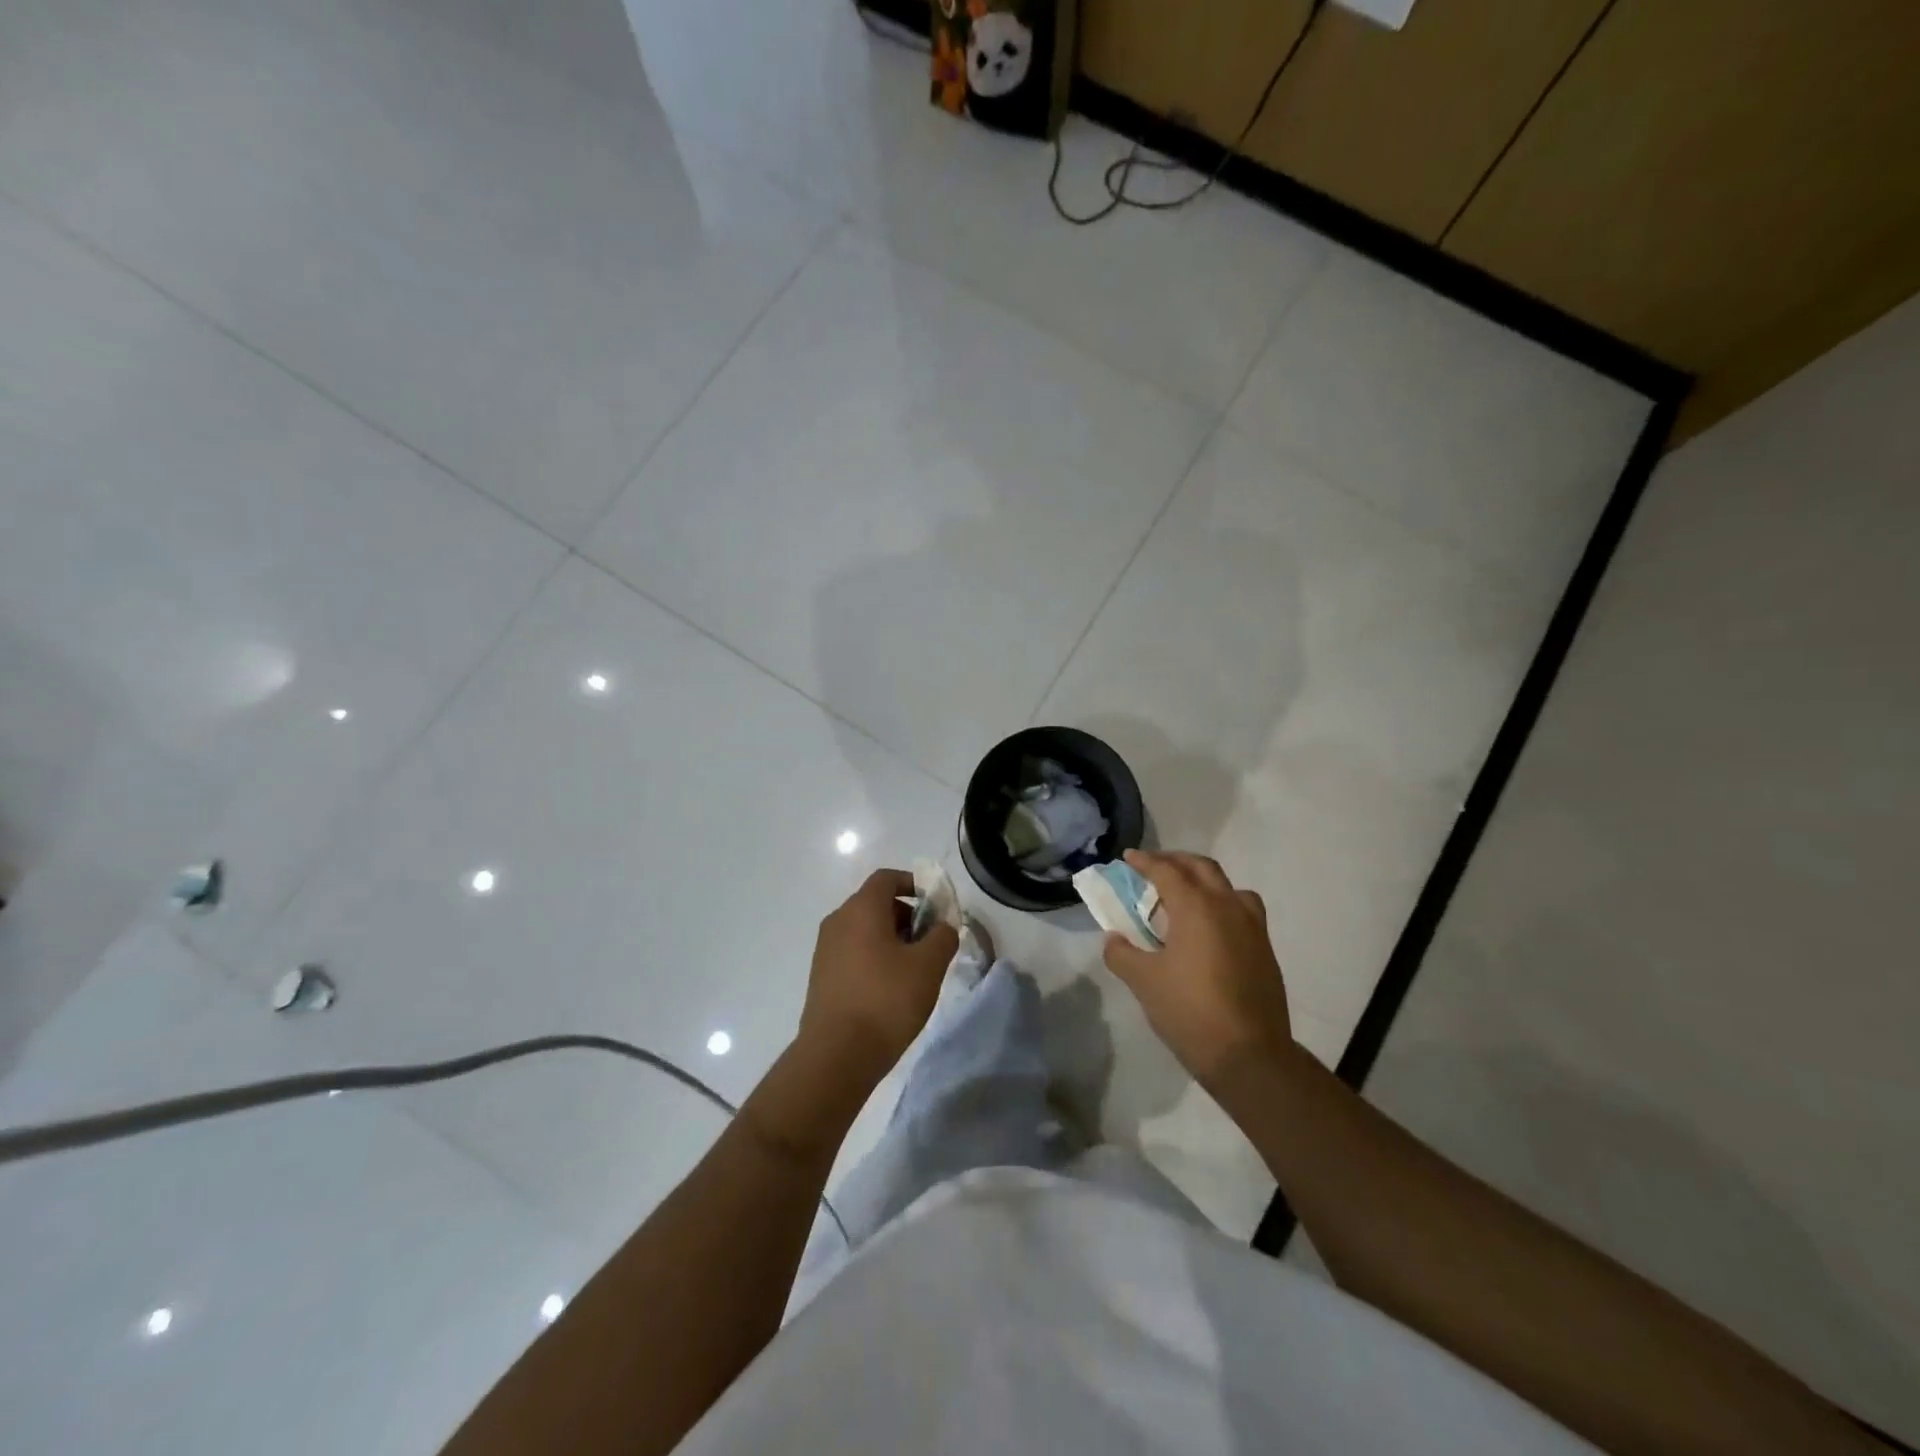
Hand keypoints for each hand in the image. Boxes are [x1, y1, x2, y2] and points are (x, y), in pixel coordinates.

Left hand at [799, 868, 958, 1078]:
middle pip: (875, 904)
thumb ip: (942, 937)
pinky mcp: (821, 977)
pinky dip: (874, 958)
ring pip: (864, 930)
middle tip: (930, 943)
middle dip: (906, 916)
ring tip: (914, 970)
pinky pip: (853, 953)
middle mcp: (838, 921)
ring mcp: (826, 950)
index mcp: (861, 909)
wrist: (836, 1055)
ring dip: (891, 939)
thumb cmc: (886, 999)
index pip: (886, 878)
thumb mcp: (928, 966)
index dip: (913, 884)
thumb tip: (942, 928)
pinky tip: (890, 989)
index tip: (935, 906)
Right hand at [1102, 850, 1292, 1087]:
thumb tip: (1113, 939)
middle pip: (1202, 868)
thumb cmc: (1190, 1011)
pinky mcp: (1265, 950)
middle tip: (1154, 867)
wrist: (1249, 1055)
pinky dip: (1222, 906)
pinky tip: (1209, 931)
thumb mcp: (1143, 981)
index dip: (1145, 861)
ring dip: (1204, 881)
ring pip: (1229, 887)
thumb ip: (1122, 953)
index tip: (1128, 857)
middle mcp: (1228, 907)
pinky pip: (1243, 911)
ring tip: (1186, 897)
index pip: (1166, 871)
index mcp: (1196, 907)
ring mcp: (1252, 928)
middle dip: (1176, 861)